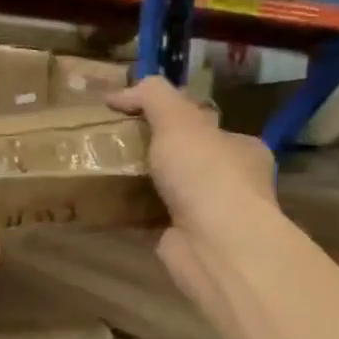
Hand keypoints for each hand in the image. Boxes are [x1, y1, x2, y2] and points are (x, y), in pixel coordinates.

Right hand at [108, 77, 277, 310]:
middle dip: (148, 152)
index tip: (132, 115)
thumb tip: (118, 93)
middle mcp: (229, 182)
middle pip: (181, 158)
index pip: (203, 125)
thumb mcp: (178, 120)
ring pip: (162, 190)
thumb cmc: (206, 175)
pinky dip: (125, 213)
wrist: (215, 246)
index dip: (169, 116)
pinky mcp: (181, 240)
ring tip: (99, 170)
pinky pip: (146, 220)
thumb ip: (152, 97)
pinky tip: (100, 204)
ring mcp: (206, 215)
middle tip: (111, 143)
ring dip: (134, 183)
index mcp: (239, 148)